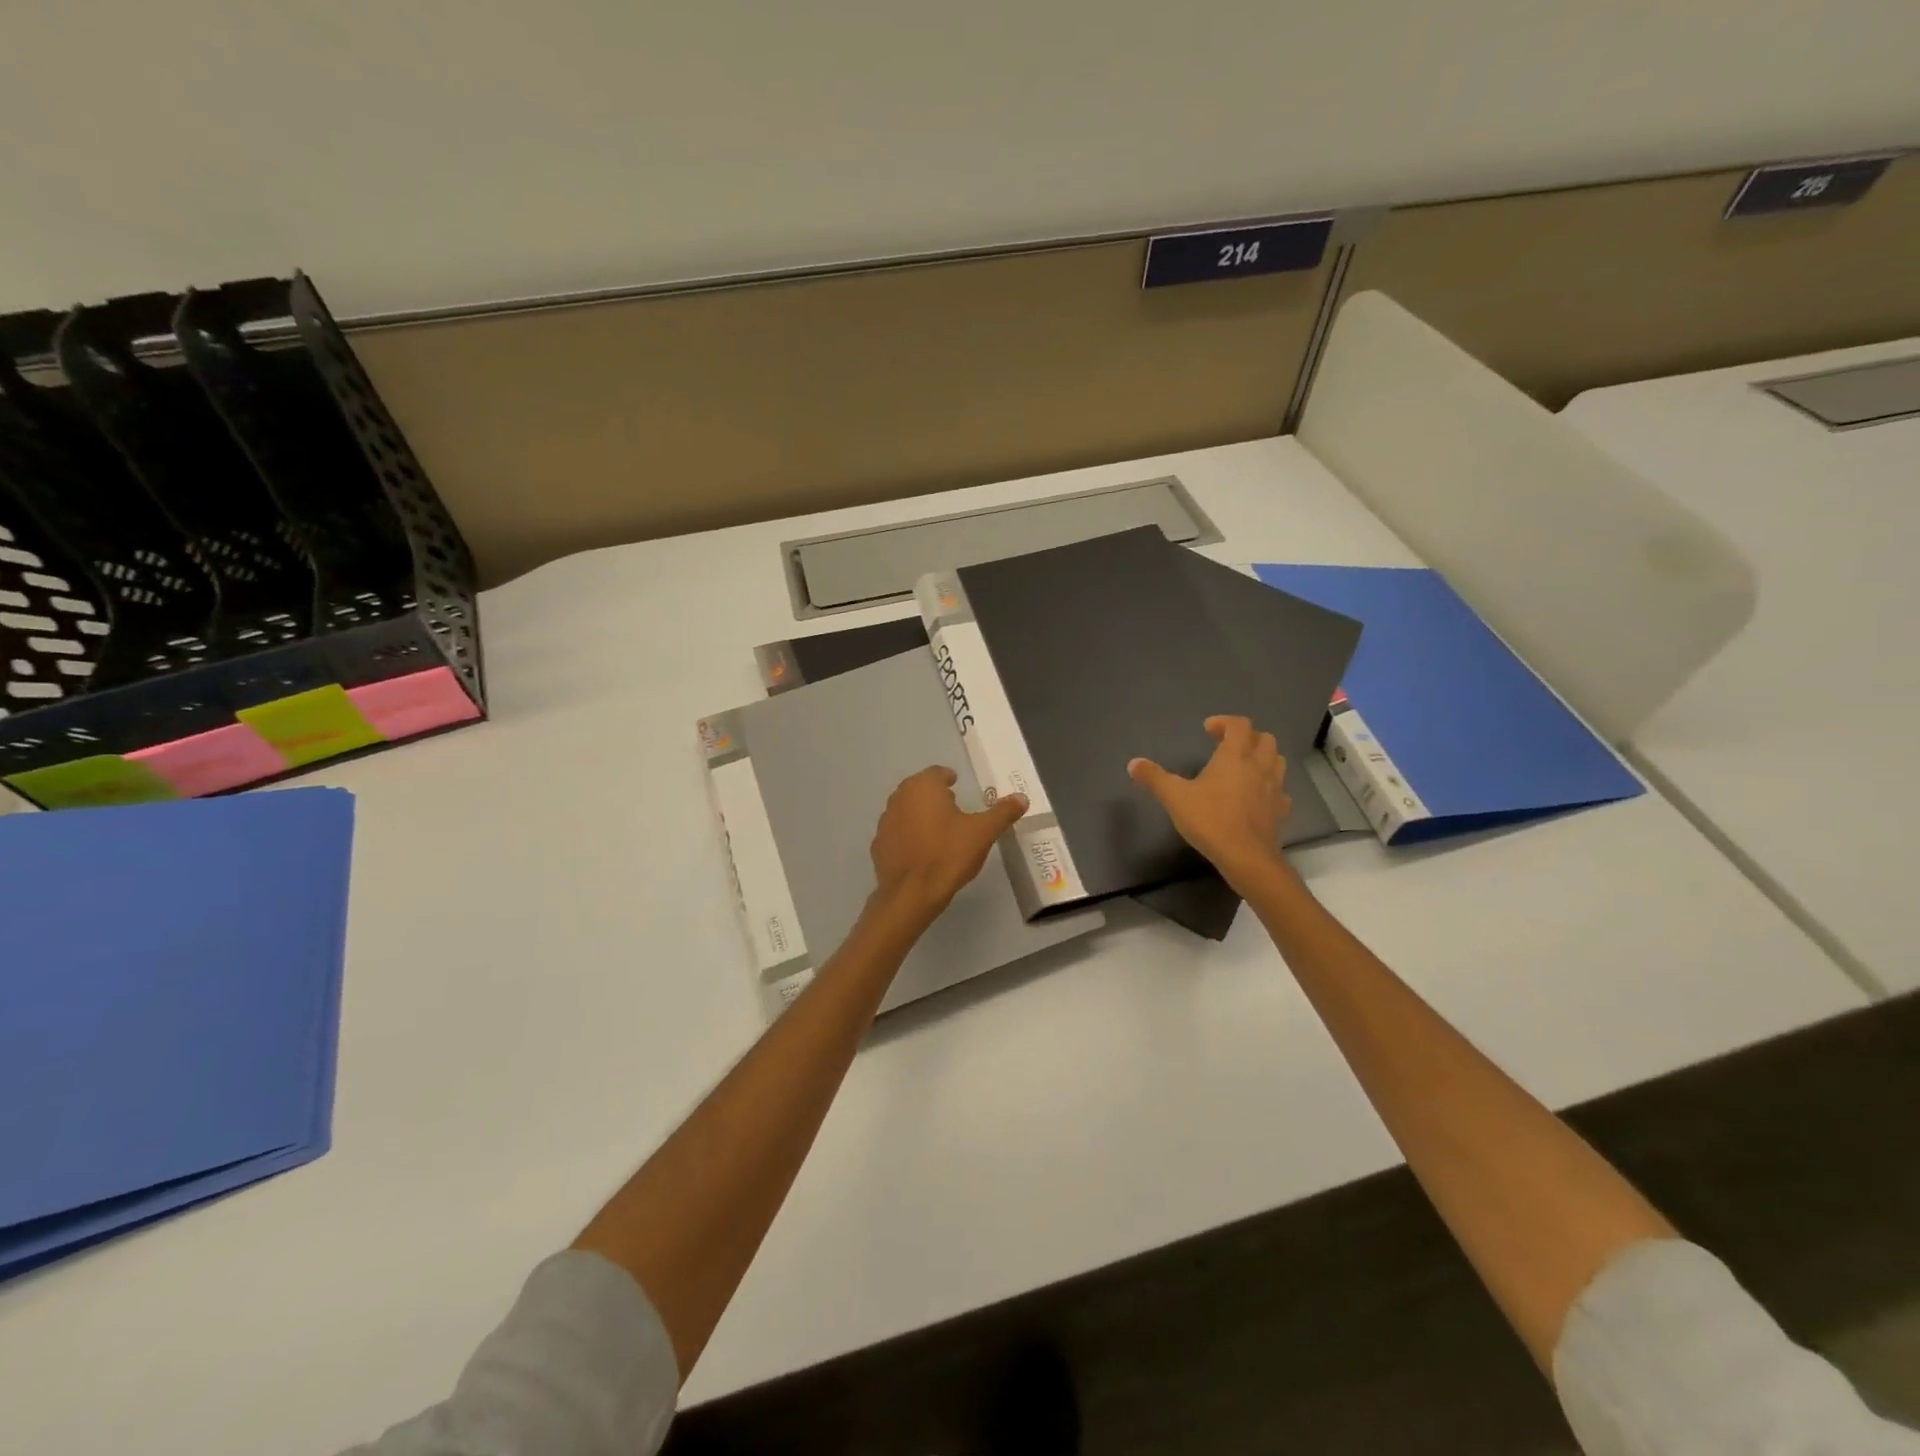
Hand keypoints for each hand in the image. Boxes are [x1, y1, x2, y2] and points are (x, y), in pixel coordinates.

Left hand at [869, 766, 1028, 922]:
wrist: (911, 893)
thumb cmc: (949, 854)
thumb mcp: (983, 833)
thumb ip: (1002, 812)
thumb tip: (1022, 798)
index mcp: (923, 787)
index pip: (936, 773)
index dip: (948, 778)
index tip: (956, 786)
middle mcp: (900, 797)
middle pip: (918, 788)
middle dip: (933, 795)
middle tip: (950, 807)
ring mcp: (885, 821)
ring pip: (905, 809)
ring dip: (918, 814)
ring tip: (936, 830)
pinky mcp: (878, 844)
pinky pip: (896, 833)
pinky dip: (907, 836)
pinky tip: (920, 851)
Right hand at [1128, 716, 1291, 889]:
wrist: (1245, 856)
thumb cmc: (1210, 819)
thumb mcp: (1174, 797)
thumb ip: (1154, 777)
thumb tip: (1133, 763)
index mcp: (1235, 756)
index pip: (1239, 725)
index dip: (1224, 722)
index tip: (1208, 729)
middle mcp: (1259, 766)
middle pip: (1264, 739)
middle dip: (1247, 737)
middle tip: (1227, 746)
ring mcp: (1274, 788)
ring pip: (1277, 761)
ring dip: (1262, 757)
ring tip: (1243, 767)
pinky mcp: (1280, 810)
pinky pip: (1280, 789)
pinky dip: (1269, 786)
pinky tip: (1256, 796)